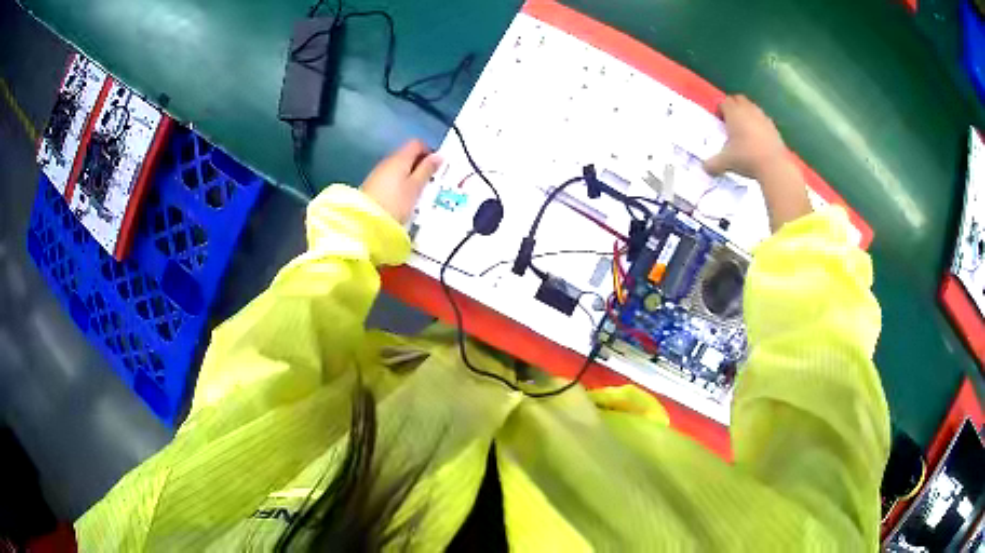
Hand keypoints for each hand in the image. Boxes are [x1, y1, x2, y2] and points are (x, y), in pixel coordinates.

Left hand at [361, 140, 441, 223]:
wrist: (365, 221)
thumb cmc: (395, 204)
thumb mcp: (415, 188)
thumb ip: (426, 171)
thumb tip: (438, 156)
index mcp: (400, 158)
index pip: (416, 144)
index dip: (428, 151)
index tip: (436, 167)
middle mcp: (387, 161)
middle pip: (407, 155)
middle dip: (419, 165)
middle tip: (429, 182)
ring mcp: (378, 173)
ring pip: (398, 167)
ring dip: (409, 175)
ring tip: (417, 192)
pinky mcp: (372, 186)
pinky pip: (390, 178)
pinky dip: (399, 184)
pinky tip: (403, 198)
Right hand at [704, 95, 786, 179]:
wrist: (773, 166)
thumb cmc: (746, 158)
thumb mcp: (726, 161)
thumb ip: (713, 163)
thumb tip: (705, 168)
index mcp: (734, 113)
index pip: (724, 101)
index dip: (720, 108)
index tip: (719, 119)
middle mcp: (748, 110)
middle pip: (738, 99)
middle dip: (733, 105)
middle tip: (730, 120)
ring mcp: (762, 117)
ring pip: (752, 106)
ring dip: (747, 112)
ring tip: (744, 127)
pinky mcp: (773, 127)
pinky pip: (763, 119)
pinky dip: (759, 123)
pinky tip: (757, 137)